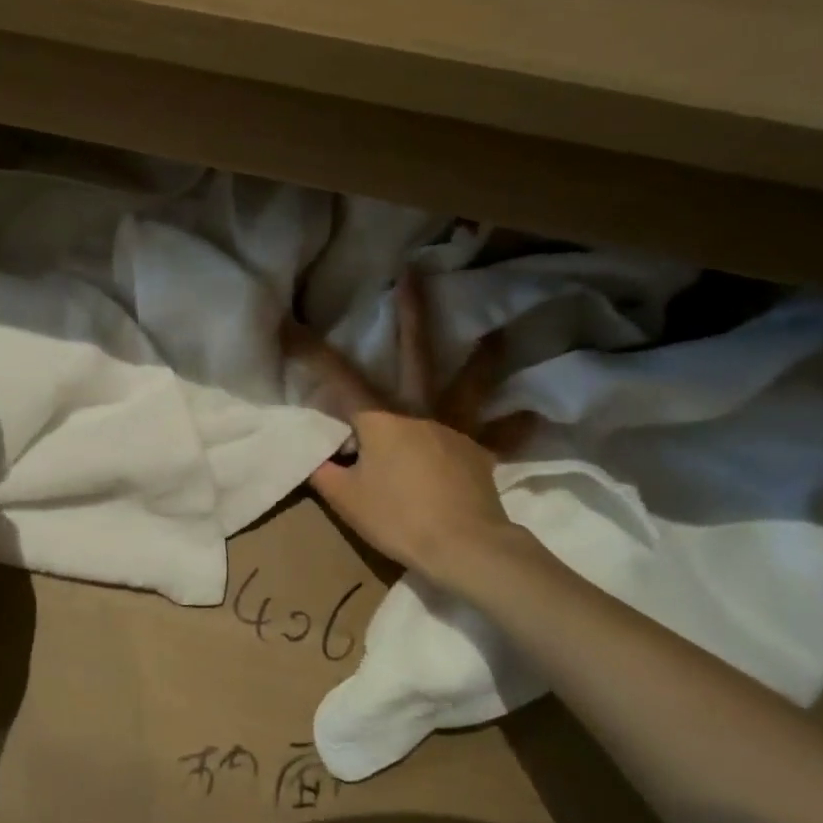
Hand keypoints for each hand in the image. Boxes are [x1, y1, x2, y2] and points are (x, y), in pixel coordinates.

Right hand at [283, 273, 536, 584]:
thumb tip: (317, 458)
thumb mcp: (346, 499)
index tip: (291, 324)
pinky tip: (531, 415)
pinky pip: (500, 435)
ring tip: (497, 333)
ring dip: (482, 357)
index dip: (313, 351)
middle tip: (413, 274)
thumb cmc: (398, 519)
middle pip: (415, 355)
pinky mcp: (481, 452)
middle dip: (412, 313)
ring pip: (469, 384)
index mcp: (381, 419)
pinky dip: (514, 426)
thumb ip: (326, 473)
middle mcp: (420, 411)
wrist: (463, 547)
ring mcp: (456, 428)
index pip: (339, 378)